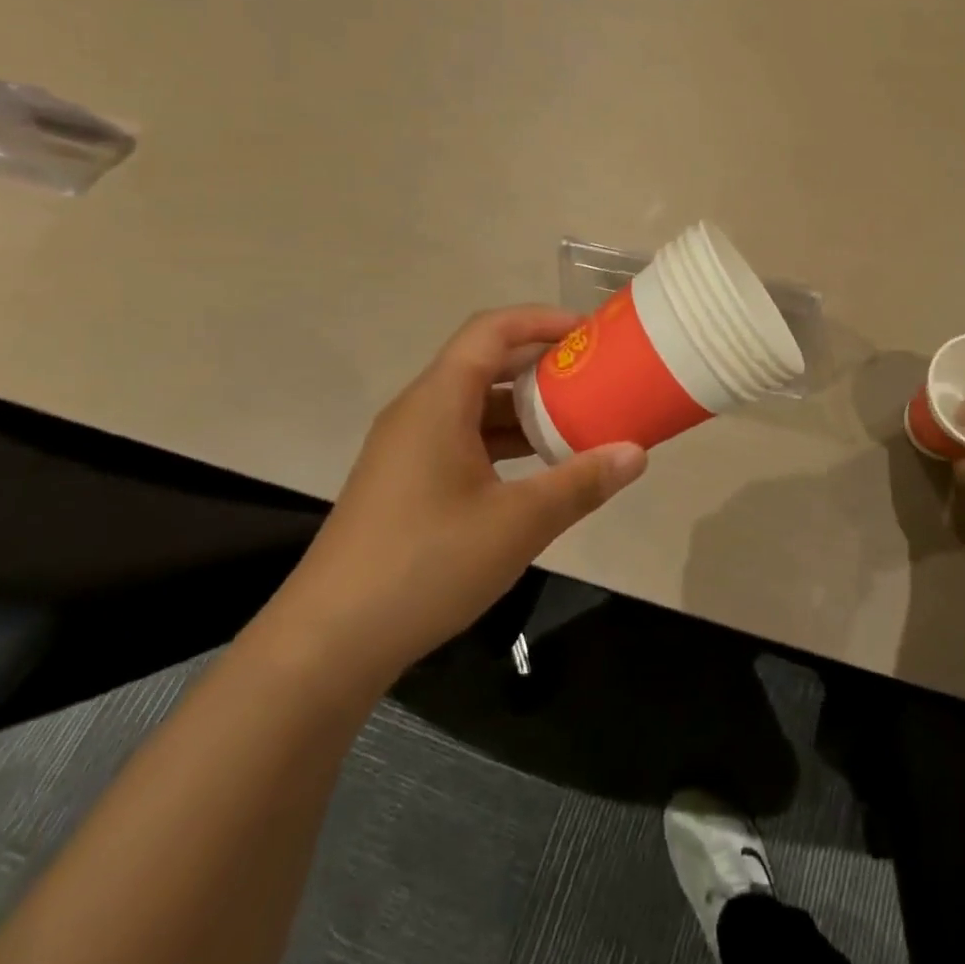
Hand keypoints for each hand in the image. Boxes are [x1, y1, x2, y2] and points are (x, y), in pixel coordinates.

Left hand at [281, 306, 647, 677]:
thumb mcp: (518, 523)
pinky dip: (503, 440)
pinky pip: (462, 438)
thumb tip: (637, 453)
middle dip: (541, 364)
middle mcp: (418, 412)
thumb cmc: (426, 565)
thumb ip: (581, 482)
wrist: (327, 644)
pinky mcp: (404, 482)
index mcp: (438, 402)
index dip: (542, 320)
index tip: (589, 333)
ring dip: (524, 406)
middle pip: (484, 363)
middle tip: (594, 375)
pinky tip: (536, 469)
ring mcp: (407, 449)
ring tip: (577, 419)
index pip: (492, 330)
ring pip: (474, 405)